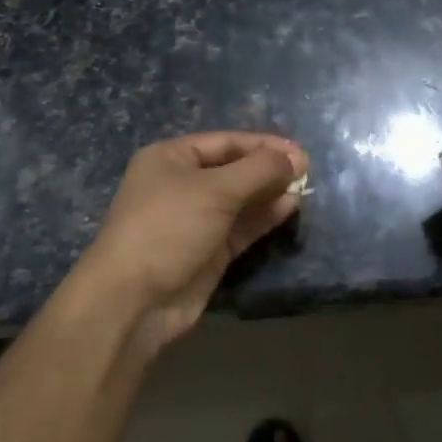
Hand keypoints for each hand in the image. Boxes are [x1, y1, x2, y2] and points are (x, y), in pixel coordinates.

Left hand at [73, 132, 308, 363]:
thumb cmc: (168, 228)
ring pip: (240, 199)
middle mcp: (182, 185)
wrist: (134, 300)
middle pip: (234, 169)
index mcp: (171, 158)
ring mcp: (195, 220)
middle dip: (268, 169)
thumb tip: (296, 158)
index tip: (300, 151)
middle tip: (307, 171)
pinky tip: (289, 208)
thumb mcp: (215, 190)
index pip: (225, 141)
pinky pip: (241, 226)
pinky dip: (263, 217)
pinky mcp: (208, 250)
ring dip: (270, 193)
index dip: (263, 144)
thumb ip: (259, 170)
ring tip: (304, 189)